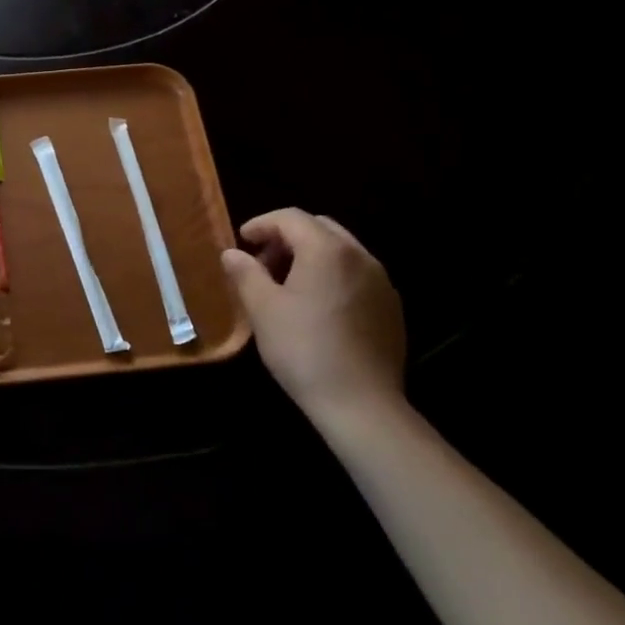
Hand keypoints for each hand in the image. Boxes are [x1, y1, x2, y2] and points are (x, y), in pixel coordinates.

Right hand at [221, 209, 405, 426]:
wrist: (362, 406)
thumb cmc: (304, 350)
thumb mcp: (262, 309)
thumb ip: (245, 273)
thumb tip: (232, 253)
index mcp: (328, 249)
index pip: (290, 218)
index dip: (261, 224)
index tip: (242, 242)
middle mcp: (360, 256)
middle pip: (319, 228)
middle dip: (287, 237)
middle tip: (263, 262)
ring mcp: (381, 282)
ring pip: (340, 250)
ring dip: (310, 255)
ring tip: (287, 285)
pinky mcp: (391, 308)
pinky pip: (357, 275)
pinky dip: (332, 275)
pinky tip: (317, 307)